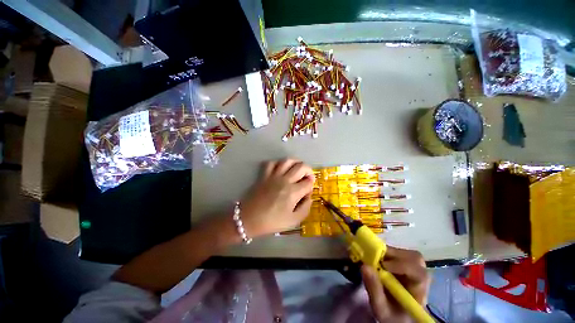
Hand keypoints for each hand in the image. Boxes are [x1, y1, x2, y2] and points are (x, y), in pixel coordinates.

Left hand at [240, 159, 314, 236]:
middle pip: (301, 167)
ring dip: (296, 162)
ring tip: (297, 168)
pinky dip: (277, 163)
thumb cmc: (271, 222)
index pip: (308, 182)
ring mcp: (273, 176)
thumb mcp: (293, 221)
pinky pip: (271, 163)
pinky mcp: (264, 175)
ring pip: (287, 161)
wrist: (248, 219)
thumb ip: (305, 208)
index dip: (311, 185)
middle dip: (308, 170)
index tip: (308, 191)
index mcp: (293, 192)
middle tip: (307, 177)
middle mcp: (285, 180)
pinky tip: (280, 169)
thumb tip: (309, 197)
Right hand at [361, 247, 430, 322]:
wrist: (396, 317)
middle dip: (395, 255)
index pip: (419, 274)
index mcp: (419, 292)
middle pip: (416, 259)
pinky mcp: (407, 266)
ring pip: (409, 254)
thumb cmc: (390, 315)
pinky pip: (401, 254)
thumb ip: (374, 289)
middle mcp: (421, 279)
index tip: (383, 266)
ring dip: (391, 253)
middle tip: (377, 258)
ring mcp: (415, 271)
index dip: (402, 265)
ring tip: (377, 259)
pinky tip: (379, 260)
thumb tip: (364, 266)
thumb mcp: (380, 308)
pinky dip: (388, 253)